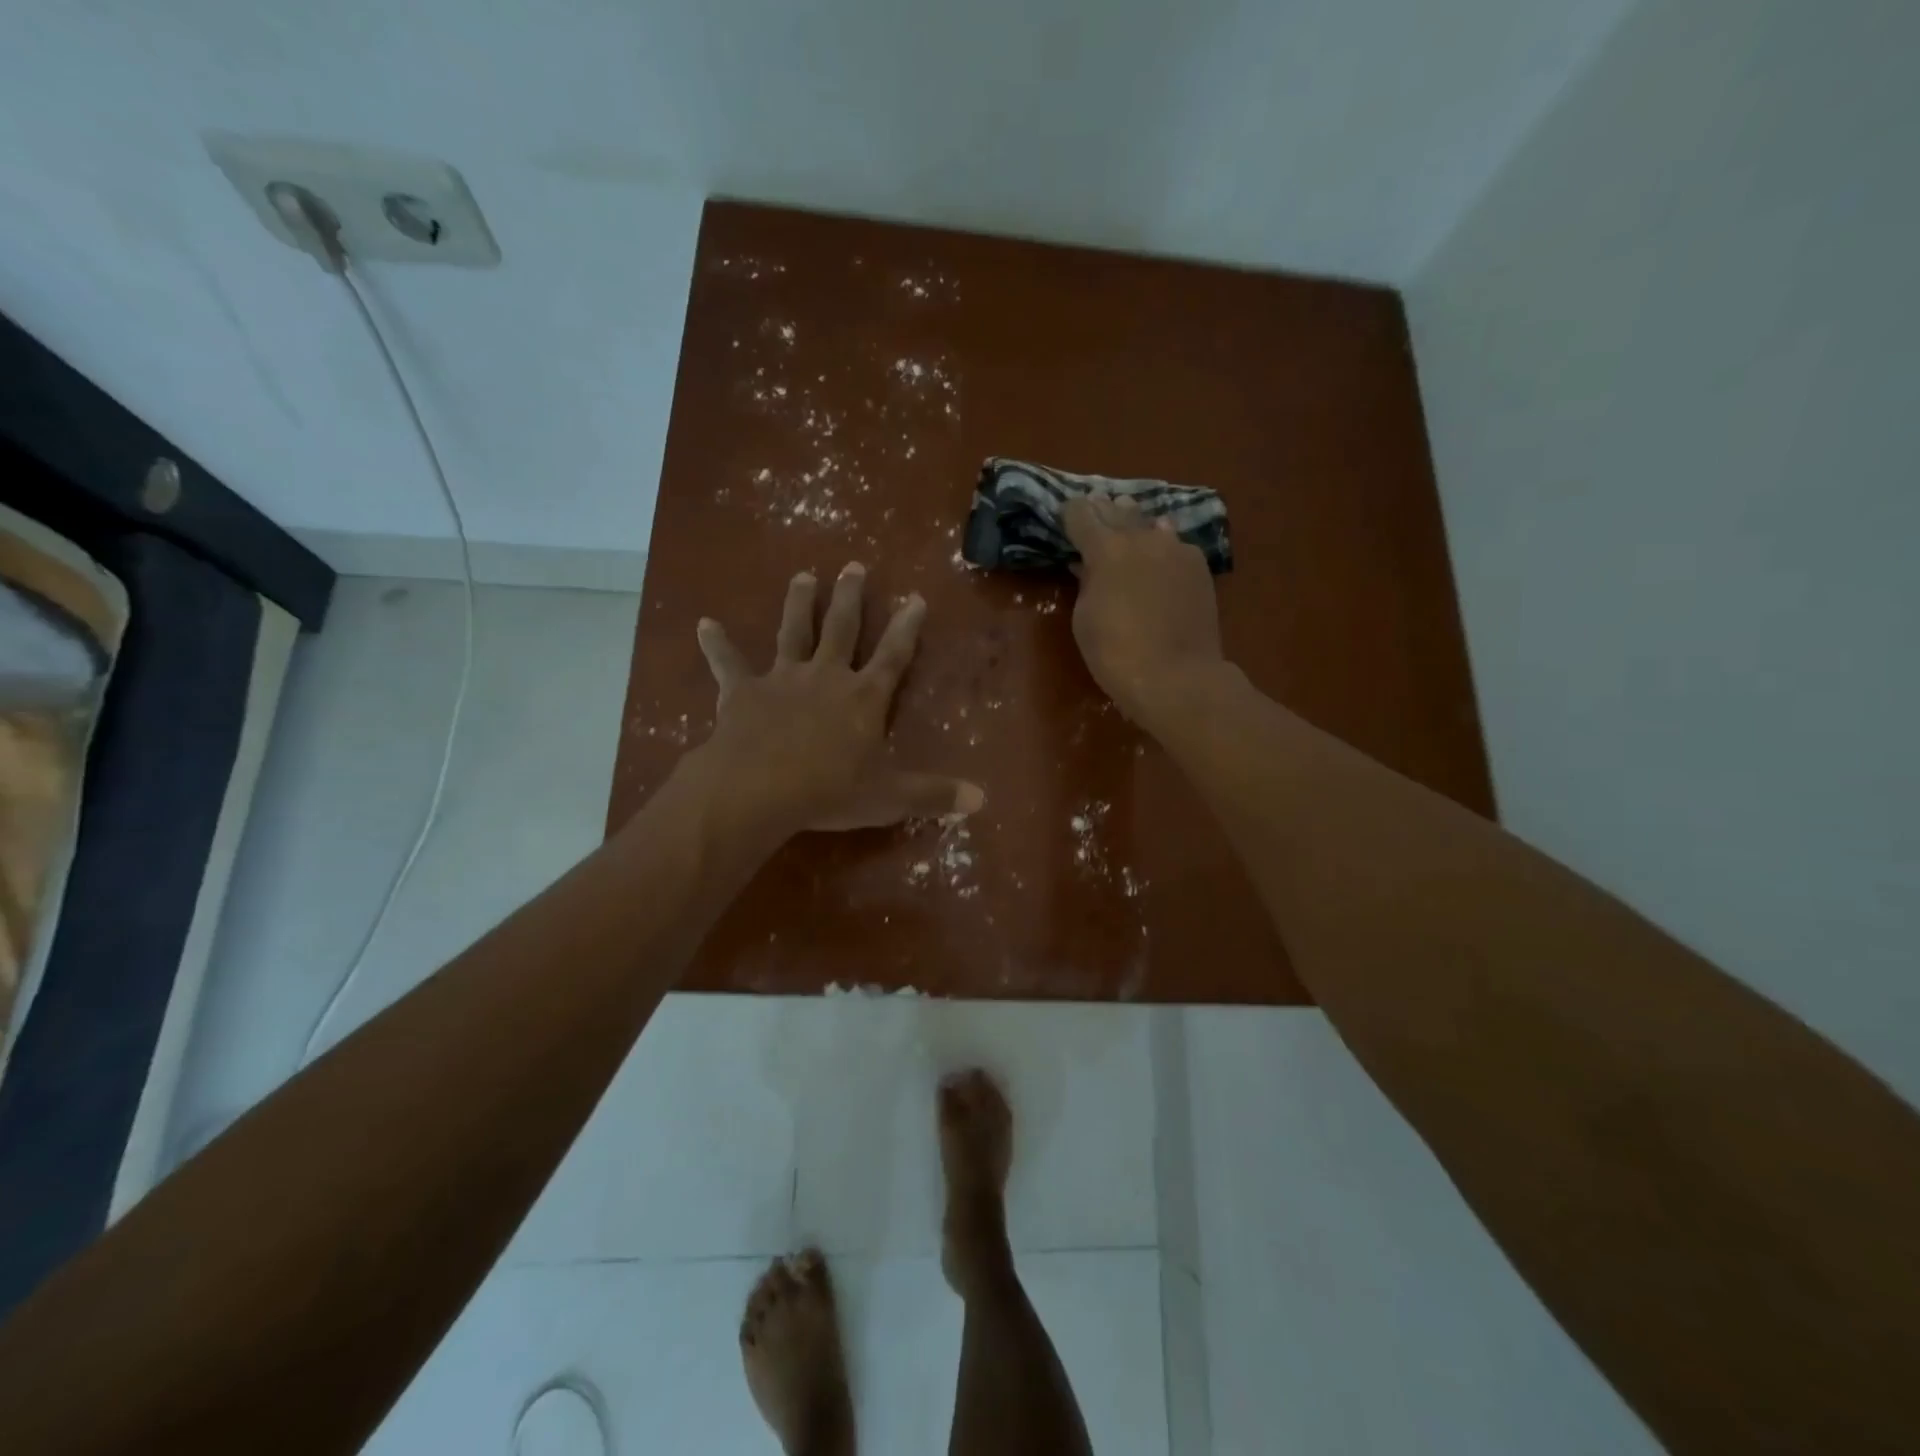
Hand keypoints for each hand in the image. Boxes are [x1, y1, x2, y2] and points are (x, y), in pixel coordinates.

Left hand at [693, 562, 984, 835]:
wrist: (759, 789)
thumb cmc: (830, 791)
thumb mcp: (889, 797)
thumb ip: (934, 795)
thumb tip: (982, 800)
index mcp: (864, 698)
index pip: (893, 655)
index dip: (907, 627)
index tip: (916, 597)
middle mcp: (827, 676)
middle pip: (842, 629)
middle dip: (850, 597)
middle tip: (853, 566)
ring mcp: (783, 679)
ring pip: (793, 632)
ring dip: (798, 603)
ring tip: (803, 576)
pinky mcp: (743, 691)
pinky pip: (728, 664)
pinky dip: (716, 645)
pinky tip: (704, 625)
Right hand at [1062, 493, 1224, 727]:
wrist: (1176, 676)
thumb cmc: (1115, 653)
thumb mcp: (1085, 617)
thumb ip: (1087, 582)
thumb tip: (1088, 564)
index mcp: (1106, 549)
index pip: (1081, 514)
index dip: (1070, 513)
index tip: (1065, 515)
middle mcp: (1142, 538)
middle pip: (1117, 511)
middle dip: (1102, 509)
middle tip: (1093, 505)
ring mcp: (1176, 548)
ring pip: (1150, 522)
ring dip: (1134, 521)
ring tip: (1126, 517)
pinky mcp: (1199, 566)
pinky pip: (1174, 543)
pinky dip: (1161, 543)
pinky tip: (1159, 549)